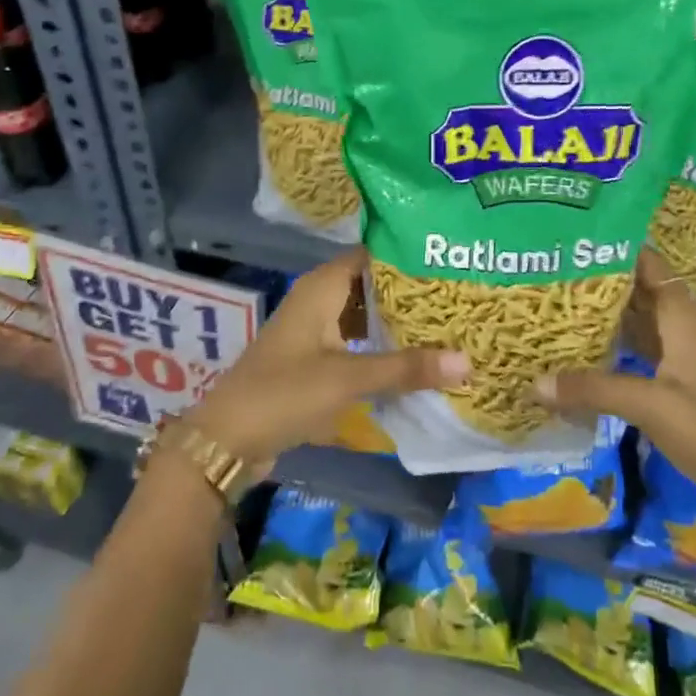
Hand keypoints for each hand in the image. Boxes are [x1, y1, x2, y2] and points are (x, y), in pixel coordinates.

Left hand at [184, 248, 466, 469]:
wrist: (228, 439)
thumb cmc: (284, 393)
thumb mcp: (348, 378)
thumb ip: (406, 368)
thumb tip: (468, 360)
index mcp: (322, 287)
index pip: (373, 256)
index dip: (410, 258)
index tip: (451, 264)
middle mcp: (318, 299)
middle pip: (372, 286)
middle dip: (411, 295)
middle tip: (461, 298)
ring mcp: (314, 330)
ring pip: (364, 316)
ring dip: (397, 323)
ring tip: (448, 327)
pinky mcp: (313, 358)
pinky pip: (355, 342)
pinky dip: (380, 347)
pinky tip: (413, 360)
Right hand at [534, 248, 695, 530]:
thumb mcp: (649, 405)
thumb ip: (593, 389)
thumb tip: (535, 381)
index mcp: (684, 324)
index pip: (655, 270)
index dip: (626, 250)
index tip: (585, 238)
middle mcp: (683, 337)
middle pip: (645, 297)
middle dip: (607, 283)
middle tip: (560, 272)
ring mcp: (682, 366)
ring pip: (642, 329)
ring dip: (611, 318)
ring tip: (565, 306)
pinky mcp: (678, 394)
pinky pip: (640, 359)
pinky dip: (615, 352)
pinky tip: (587, 357)